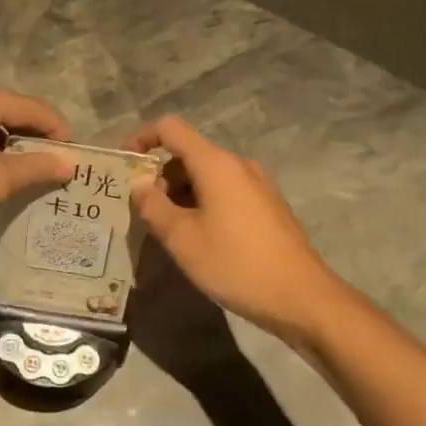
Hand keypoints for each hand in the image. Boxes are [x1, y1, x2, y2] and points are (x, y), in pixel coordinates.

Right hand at [126, 116, 347, 349]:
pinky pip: (225, 191)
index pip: (171, 128)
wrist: (302, 297)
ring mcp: (257, 184)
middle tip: (142, 211)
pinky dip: (203, 203)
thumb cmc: (236, 263)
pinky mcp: (267, 205)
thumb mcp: (182, 239)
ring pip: (207, 175)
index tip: (123, 164)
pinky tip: (199, 238)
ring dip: (181, 193)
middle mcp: (238, 164)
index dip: (142, 137)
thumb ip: (153, 206)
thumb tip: (139, 184)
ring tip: (168, 230)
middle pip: (188, 153)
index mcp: (216, 163)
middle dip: (160, 175)